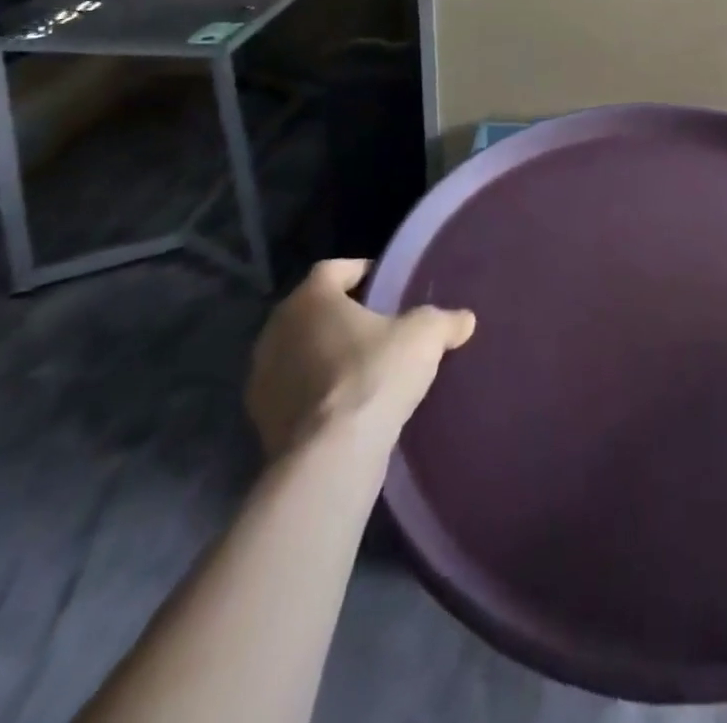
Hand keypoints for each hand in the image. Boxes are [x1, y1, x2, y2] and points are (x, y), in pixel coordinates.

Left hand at [246, 259, 475, 458]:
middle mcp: (276, 331)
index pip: (334, 269)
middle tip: (380, 325)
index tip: (387, 284)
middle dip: (344, 315)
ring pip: (300, 352)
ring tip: (366, 368)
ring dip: (327, 355)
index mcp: (310, 299)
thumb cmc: (374, 374)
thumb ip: (445, 320)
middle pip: (314, 311)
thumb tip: (465, 319)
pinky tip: (348, 405)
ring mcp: (262, 378)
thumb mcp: (425, 336)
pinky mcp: (262, 421)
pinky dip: (317, 392)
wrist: (331, 456)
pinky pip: (295, 392)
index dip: (362, 272)